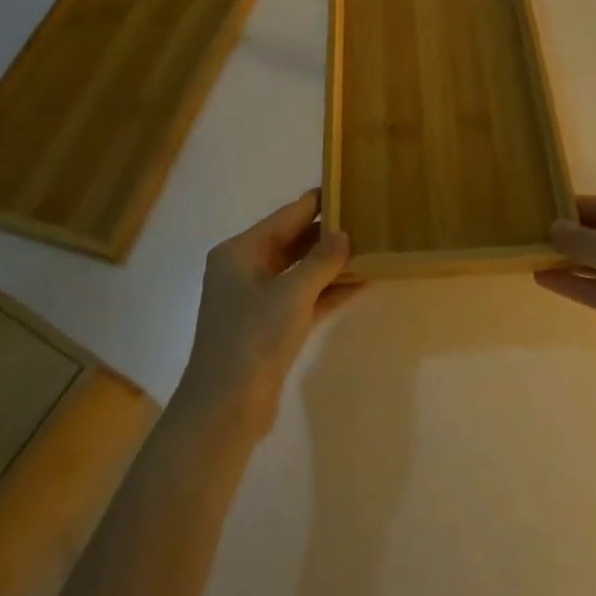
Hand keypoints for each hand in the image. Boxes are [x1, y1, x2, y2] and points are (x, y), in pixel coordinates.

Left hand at [172, 190, 357, 438]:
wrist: (225, 409)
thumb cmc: (253, 338)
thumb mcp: (292, 292)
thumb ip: (321, 260)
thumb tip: (344, 234)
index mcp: (240, 252)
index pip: (285, 217)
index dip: (316, 203)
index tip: (347, 186)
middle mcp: (245, 270)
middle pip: (292, 242)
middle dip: (327, 233)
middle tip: (366, 217)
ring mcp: (257, 300)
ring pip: (301, 272)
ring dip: (332, 264)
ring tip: (370, 246)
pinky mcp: (270, 328)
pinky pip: (304, 298)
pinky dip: (328, 291)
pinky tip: (361, 282)